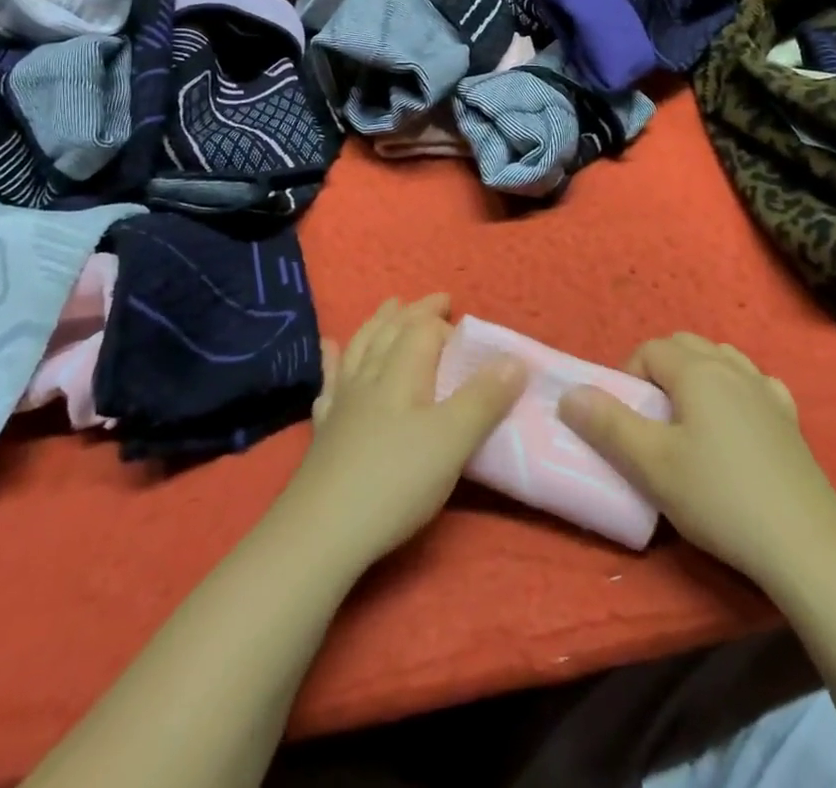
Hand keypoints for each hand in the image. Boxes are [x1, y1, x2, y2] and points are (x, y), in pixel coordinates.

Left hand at [284, 294, 526, 571]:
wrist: (320, 534)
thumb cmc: (395, 482)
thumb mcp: (453, 440)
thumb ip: (485, 398)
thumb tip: (516, 357)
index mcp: (401, 372)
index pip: (422, 331)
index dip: (444, 324)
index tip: (464, 326)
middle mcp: (370, 377)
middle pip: (390, 331)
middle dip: (414, 312)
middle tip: (435, 300)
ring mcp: (343, 403)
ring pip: (361, 348)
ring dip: (378, 323)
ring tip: (388, 307)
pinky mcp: (324, 431)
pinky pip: (330, 382)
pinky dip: (333, 361)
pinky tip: (330, 350)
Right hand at [559, 332, 835, 588]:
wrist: (805, 544)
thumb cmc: (719, 497)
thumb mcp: (651, 465)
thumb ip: (607, 424)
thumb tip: (570, 394)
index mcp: (697, 370)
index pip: (650, 349)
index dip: (628, 377)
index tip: (626, 420)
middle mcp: (732, 367)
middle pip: (685, 345)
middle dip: (659, 370)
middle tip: (651, 419)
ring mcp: (766, 390)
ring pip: (721, 359)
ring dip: (697, 375)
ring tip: (689, 421)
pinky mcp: (790, 419)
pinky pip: (755, 384)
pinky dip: (736, 390)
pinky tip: (737, 423)